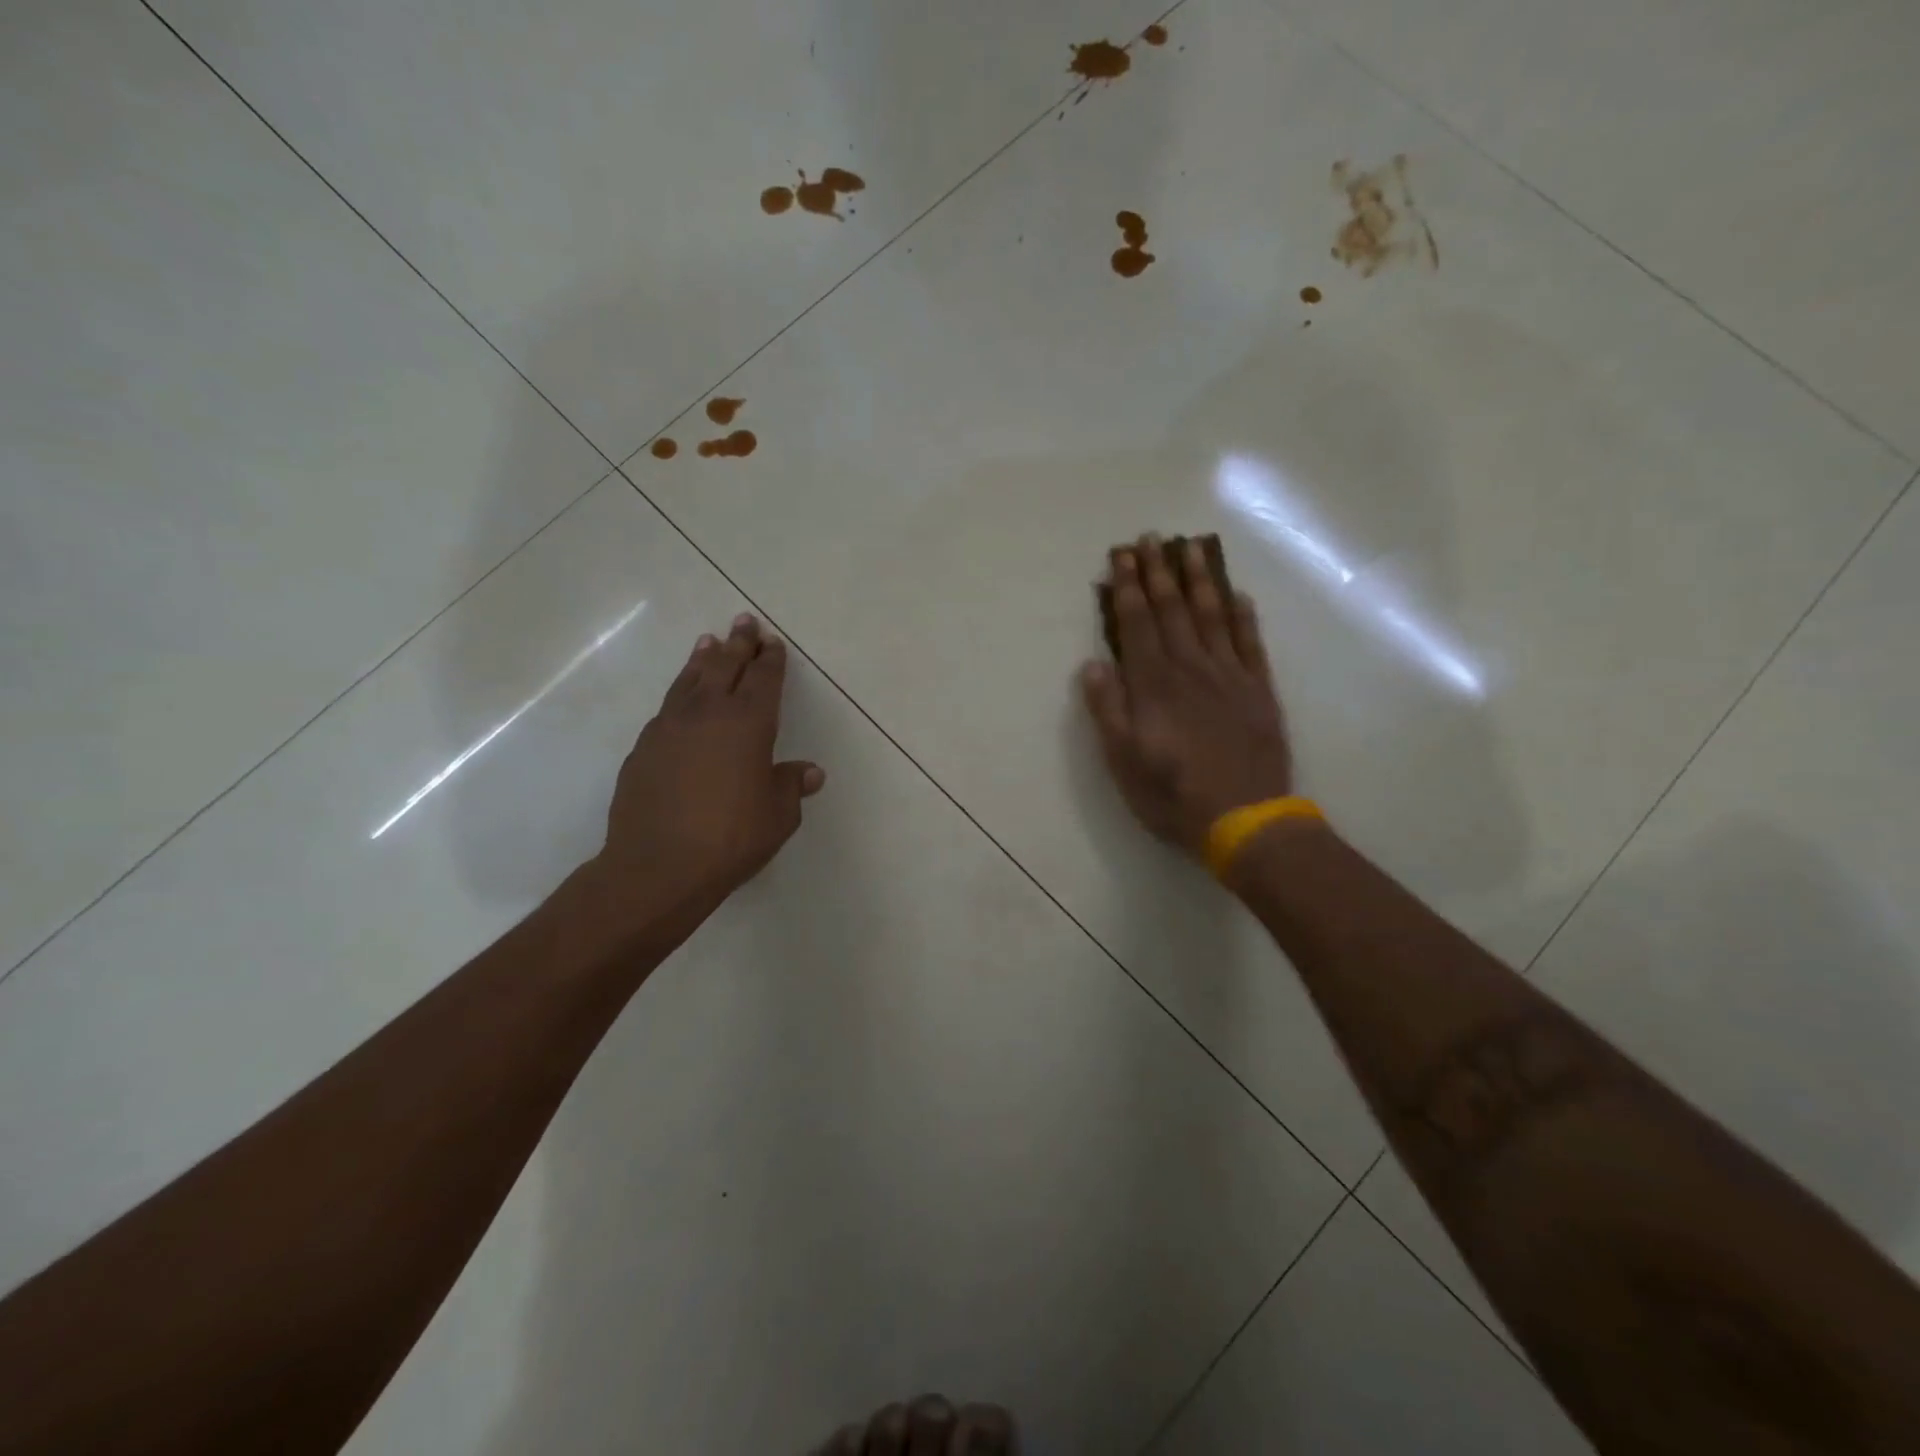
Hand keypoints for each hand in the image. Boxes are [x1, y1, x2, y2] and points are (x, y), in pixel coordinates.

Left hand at [589, 613, 824, 932]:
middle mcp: (709, 713)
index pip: (764, 679)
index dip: (770, 659)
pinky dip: (680, 691)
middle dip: (738, 642)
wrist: (658, 866)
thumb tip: (809, 772)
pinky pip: (668, 707)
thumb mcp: (778, 816)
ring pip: (690, 679)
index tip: (772, 642)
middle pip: (725, 666)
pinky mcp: (644, 747)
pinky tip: (681, 698)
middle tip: (744, 621)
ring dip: (703, 658)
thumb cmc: (732, 838)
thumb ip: (791, 786)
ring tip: (708, 641)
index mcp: (749, 723)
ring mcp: (670, 726)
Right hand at [1080, 534, 1292, 858]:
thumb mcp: (1123, 759)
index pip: (1137, 624)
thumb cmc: (1173, 793)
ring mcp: (1230, 676)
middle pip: (1173, 610)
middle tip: (1151, 538)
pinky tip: (1238, 595)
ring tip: (1192, 548)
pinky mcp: (1259, 691)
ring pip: (1212, 616)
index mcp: (1154, 684)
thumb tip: (1094, 664)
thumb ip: (1108, 709)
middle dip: (1159, 572)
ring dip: (1200, 580)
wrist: (1245, 819)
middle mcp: (1191, 668)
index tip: (1123, 556)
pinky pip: (1251, 643)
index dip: (1128, 588)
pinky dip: (1244, 617)